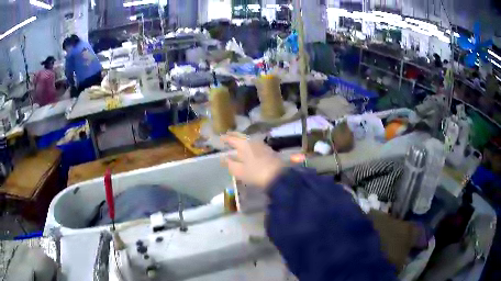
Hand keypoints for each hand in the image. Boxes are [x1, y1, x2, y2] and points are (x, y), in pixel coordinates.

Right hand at [221, 133, 284, 189]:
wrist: (278, 176)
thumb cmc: (256, 173)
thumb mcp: (239, 171)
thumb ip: (230, 164)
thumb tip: (224, 158)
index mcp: (244, 144)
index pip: (232, 138)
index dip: (225, 138)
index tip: (220, 137)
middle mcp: (253, 141)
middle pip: (241, 137)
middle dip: (234, 137)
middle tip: (227, 137)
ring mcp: (262, 145)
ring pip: (249, 140)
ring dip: (242, 141)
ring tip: (237, 144)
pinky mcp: (269, 150)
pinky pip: (255, 145)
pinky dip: (249, 146)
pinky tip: (248, 151)